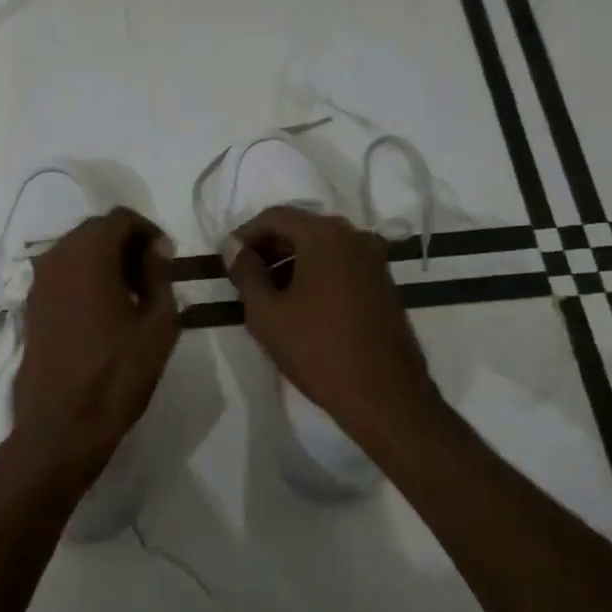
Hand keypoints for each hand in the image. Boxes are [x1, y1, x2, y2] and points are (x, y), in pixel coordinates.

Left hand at [12, 208, 178, 469]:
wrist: (61, 425)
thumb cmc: (117, 374)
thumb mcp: (158, 325)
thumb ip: (160, 277)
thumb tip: (156, 251)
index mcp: (89, 254)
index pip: (121, 218)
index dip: (149, 232)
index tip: (167, 259)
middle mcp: (56, 258)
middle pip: (95, 231)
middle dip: (126, 245)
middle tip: (153, 277)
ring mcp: (38, 283)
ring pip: (76, 252)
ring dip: (105, 262)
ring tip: (132, 297)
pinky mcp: (30, 307)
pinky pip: (62, 276)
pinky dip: (85, 280)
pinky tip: (105, 313)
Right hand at [227, 206, 443, 455]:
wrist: (384, 395)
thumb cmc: (317, 350)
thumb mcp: (267, 313)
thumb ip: (245, 271)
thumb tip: (232, 245)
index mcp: (325, 235)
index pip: (275, 216)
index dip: (246, 234)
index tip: (227, 259)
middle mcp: (355, 236)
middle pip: (301, 228)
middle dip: (269, 248)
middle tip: (243, 277)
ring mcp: (375, 260)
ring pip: (322, 248)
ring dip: (291, 262)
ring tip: (267, 295)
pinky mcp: (384, 283)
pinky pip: (341, 265)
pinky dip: (316, 274)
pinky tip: (299, 305)